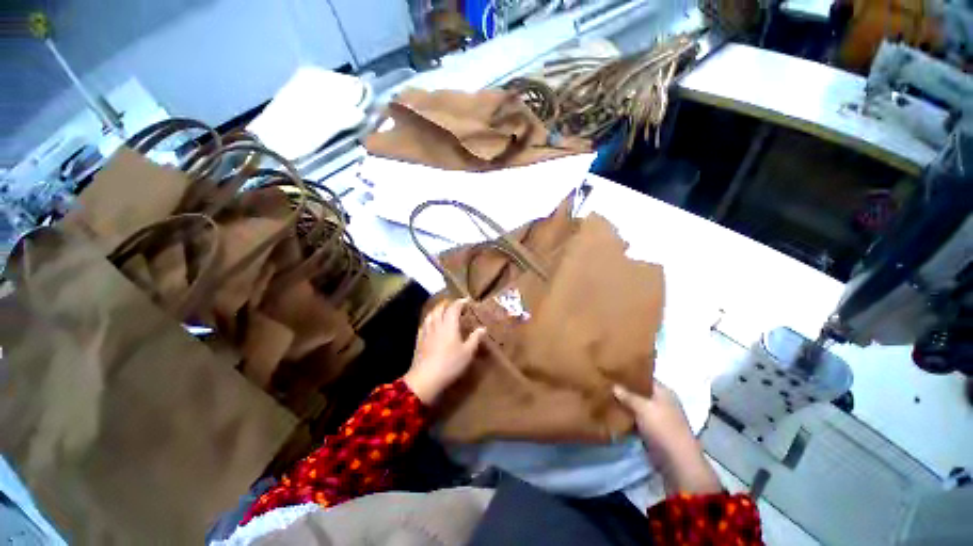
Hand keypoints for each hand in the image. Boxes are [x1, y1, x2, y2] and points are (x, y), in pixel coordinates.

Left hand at [404, 299, 486, 404]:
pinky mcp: (419, 340)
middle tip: (454, 305)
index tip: (466, 300)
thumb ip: (475, 338)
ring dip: (437, 310)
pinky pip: (424, 324)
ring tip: (442, 311)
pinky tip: (430, 325)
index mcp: (449, 325)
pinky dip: (429, 320)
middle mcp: (437, 325)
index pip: (454, 308)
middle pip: (440, 308)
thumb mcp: (467, 352)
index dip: (460, 302)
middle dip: (447, 304)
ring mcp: (426, 332)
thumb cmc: (450, 364)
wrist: (425, 378)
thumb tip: (483, 328)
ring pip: (430, 315)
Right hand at [614, 381, 721, 493]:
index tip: (612, 369)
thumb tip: (613, 385)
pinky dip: (625, 417)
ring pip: (635, 406)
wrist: (676, 462)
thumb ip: (627, 395)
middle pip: (639, 391)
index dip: (629, 373)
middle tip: (604, 382)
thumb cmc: (663, 428)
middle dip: (623, 389)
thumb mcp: (643, 407)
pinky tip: (611, 412)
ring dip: (623, 404)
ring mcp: (656, 417)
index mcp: (663, 392)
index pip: (644, 376)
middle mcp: (661, 402)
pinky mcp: (651, 431)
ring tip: (603, 395)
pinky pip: (634, 419)